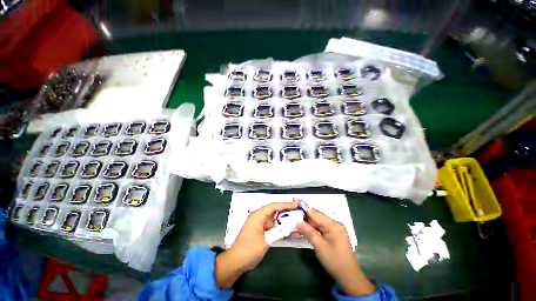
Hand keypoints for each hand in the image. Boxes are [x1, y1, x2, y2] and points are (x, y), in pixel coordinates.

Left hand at [215, 200, 297, 287]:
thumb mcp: (266, 241)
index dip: (285, 204)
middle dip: (285, 209)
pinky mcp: (258, 229)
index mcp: (258, 215)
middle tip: (296, 210)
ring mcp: (258, 222)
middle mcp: (258, 216)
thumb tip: (290, 227)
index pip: (274, 206)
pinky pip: (270, 224)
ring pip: (272, 217)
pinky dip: (277, 225)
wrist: (235, 261)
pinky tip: (285, 227)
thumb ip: (278, 232)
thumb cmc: (249, 249)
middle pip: (273, 209)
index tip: (296, 205)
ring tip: (293, 217)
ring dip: (281, 218)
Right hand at [297, 208, 375, 296]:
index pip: (315, 213)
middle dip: (304, 214)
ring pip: (318, 222)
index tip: (294, 201)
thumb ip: (308, 232)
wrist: (349, 276)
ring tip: (296, 220)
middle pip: (317, 216)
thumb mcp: (320, 246)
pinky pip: (321, 227)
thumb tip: (297, 222)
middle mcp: (334, 224)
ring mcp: (334, 229)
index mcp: (333, 225)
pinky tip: (305, 228)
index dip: (304, 207)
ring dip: (308, 222)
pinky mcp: (333, 234)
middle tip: (293, 213)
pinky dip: (312, 227)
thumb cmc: (335, 261)